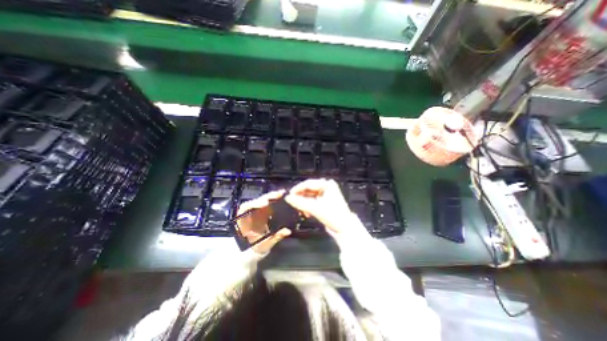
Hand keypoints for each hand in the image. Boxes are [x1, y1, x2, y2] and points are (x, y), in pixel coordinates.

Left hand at [234, 190, 291, 254]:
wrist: (254, 249)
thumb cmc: (256, 247)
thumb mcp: (265, 244)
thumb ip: (276, 237)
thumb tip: (288, 231)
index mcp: (243, 221)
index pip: (246, 208)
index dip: (255, 204)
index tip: (266, 203)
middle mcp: (249, 213)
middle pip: (256, 201)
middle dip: (266, 197)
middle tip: (278, 195)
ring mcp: (256, 211)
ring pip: (262, 200)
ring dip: (271, 196)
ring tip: (281, 193)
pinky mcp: (263, 210)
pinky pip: (267, 202)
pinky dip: (274, 198)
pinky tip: (281, 195)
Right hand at [286, 178, 354, 236]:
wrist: (345, 228)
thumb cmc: (333, 216)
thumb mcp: (315, 209)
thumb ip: (300, 203)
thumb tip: (287, 198)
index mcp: (327, 184)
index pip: (308, 183)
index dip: (297, 189)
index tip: (289, 195)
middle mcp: (326, 187)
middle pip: (308, 189)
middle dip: (300, 197)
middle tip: (293, 203)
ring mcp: (325, 193)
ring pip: (309, 195)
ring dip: (303, 202)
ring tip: (300, 210)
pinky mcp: (324, 201)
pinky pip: (312, 200)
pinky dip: (307, 206)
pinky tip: (306, 213)